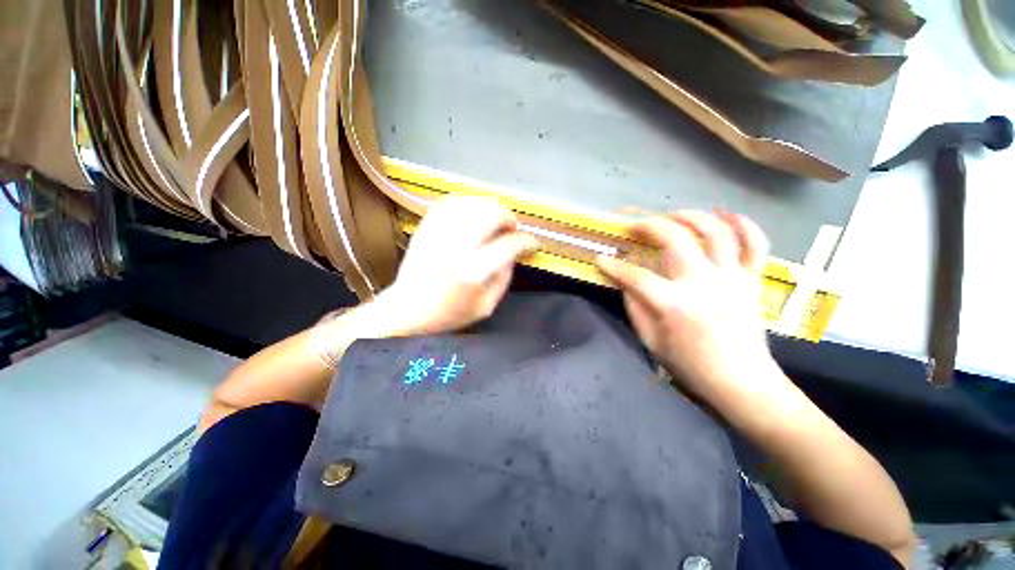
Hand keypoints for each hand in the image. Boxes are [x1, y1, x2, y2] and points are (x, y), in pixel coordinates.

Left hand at [380, 197, 537, 334]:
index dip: (526, 241)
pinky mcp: (426, 227)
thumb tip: (514, 253)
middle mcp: (456, 246)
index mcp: (472, 271)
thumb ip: (504, 278)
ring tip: (495, 221)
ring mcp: (438, 233)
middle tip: (512, 230)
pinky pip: (451, 203)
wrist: (407, 308)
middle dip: (509, 219)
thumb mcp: (486, 306)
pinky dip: (468, 203)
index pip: (509, 245)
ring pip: (472, 204)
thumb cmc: (449, 313)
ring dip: (490, 209)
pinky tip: (474, 213)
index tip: (532, 243)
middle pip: (491, 215)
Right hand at [597, 211, 785, 405]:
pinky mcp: (752, 280)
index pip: (636, 276)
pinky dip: (743, 224)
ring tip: (672, 215)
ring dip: (690, 216)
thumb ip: (635, 307)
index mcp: (674, 305)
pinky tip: (724, 216)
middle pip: (675, 239)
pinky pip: (755, 243)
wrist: (742, 383)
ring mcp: (732, 278)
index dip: (614, 266)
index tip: (600, 259)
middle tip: (635, 226)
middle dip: (649, 225)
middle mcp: (704, 284)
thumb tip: (625, 281)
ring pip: (715, 231)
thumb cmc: (690, 366)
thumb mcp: (651, 341)